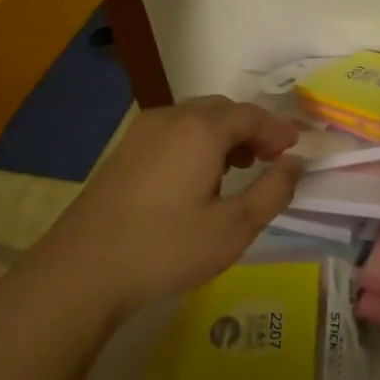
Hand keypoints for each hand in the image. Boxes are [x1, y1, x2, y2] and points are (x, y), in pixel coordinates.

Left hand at [14, 96, 302, 315]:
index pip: (250, 115)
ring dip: (223, 135)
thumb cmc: (166, 248)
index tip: (295, 149)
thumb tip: (296, 163)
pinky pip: (172, 132)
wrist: (83, 270)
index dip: (277, 129)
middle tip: (270, 158)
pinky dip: (197, 143)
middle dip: (251, 128)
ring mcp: (141, 133)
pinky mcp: (123, 152)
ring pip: (194, 119)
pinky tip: (199, 178)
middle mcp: (170, 119)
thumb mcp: (234, 227)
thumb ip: (273, 191)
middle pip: (221, 110)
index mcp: (200, 129)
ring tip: (239, 169)